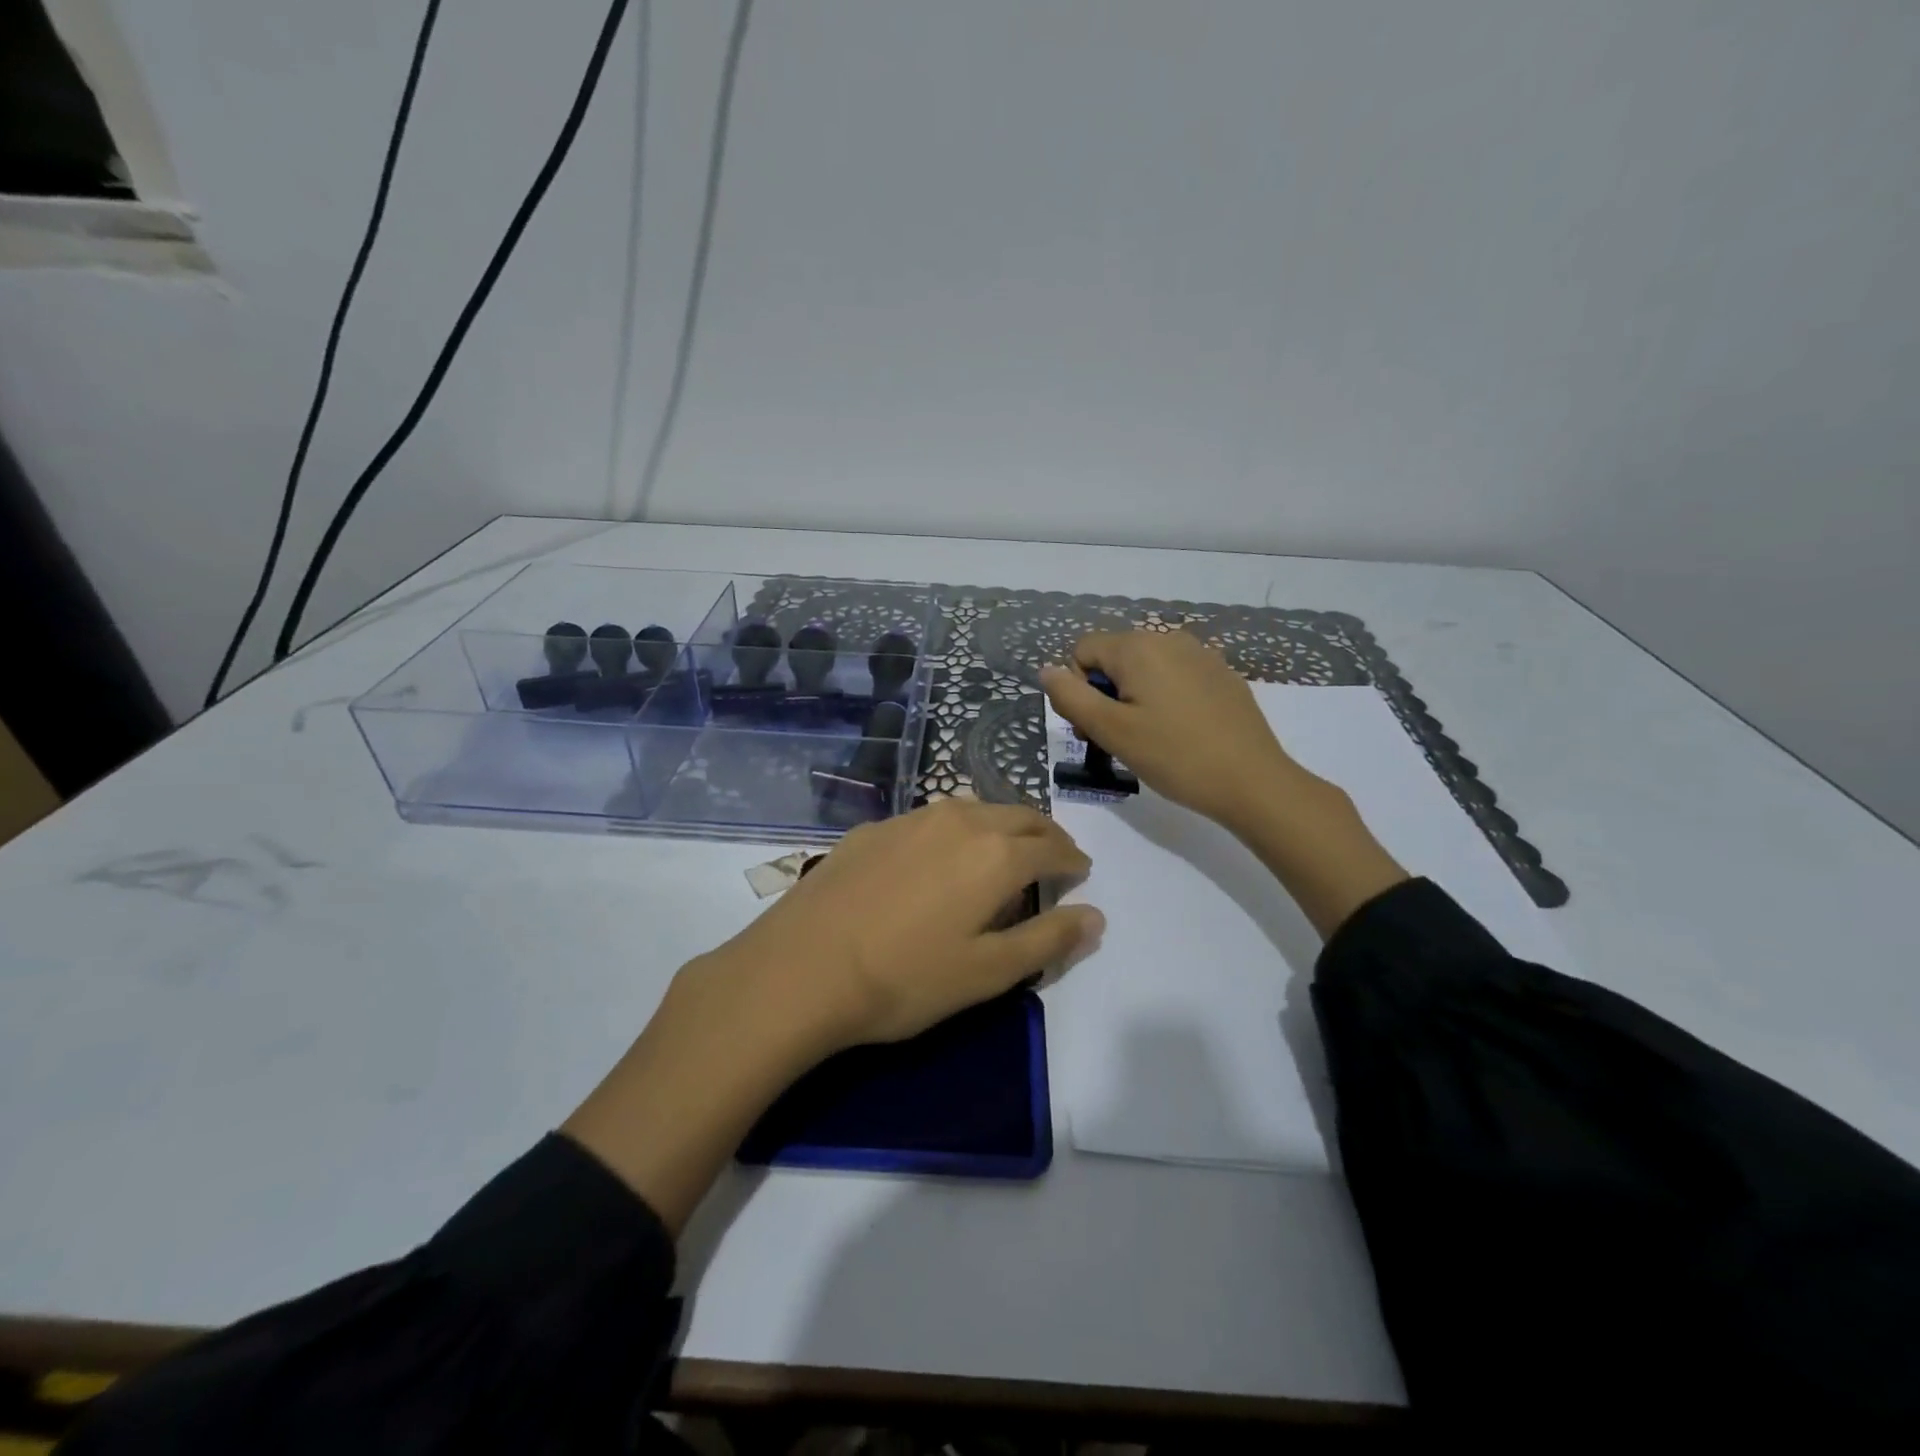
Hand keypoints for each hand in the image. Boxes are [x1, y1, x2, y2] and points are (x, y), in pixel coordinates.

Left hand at [712, 798, 1101, 1048]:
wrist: (801, 968)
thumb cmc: (906, 978)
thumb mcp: (988, 973)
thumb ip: (1049, 940)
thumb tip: (1096, 916)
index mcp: (996, 853)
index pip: (1053, 847)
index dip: (1072, 860)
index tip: (1079, 873)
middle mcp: (960, 820)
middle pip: (1018, 815)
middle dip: (1044, 834)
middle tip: (1052, 857)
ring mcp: (912, 818)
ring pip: (975, 809)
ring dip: (1000, 825)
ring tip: (1001, 852)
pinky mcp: (875, 827)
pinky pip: (932, 818)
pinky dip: (955, 830)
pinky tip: (938, 858)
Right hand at [1040, 629, 1310, 830]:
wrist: (1252, 781)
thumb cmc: (1175, 756)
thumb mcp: (1111, 731)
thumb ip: (1071, 697)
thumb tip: (1046, 670)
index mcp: (1138, 647)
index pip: (1082, 651)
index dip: (1078, 689)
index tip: (1095, 728)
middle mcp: (1168, 638)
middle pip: (1113, 657)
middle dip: (1105, 693)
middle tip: (1118, 739)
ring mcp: (1200, 654)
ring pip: (1144, 668)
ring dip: (1133, 697)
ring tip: (1149, 738)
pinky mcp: (1221, 674)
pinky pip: (1175, 676)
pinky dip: (1165, 698)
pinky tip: (1181, 731)